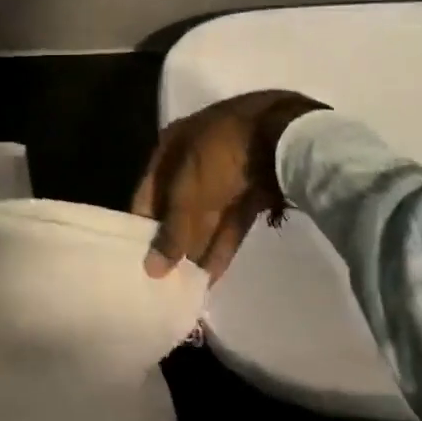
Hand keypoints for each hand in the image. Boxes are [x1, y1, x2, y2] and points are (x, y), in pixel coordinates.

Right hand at [131, 90, 326, 280]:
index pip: (147, 191)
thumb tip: (151, 269)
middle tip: (164, 278)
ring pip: (206, 216)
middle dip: (173, 239)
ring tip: (187, 285)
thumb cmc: (220, 156)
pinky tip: (213, 276)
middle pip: (177, 205)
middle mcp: (194, 157)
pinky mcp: (252, 189)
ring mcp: (225, 172)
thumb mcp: (187, 193)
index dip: (142, 225)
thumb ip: (171, 232)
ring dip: (197, 247)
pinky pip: (231, 221)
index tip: (138, 259)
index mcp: (171, 147)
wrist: (283, 135)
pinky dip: (222, 245)